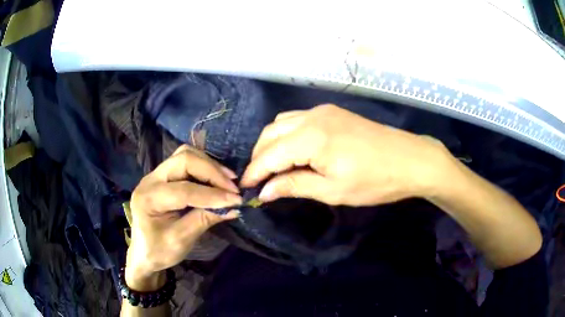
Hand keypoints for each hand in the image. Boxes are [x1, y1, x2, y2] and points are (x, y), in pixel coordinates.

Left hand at [125, 145, 241, 290]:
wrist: (143, 252)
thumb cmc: (159, 251)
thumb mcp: (181, 240)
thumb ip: (205, 219)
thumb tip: (233, 207)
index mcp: (148, 198)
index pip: (184, 189)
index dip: (212, 194)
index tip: (236, 200)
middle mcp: (150, 179)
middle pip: (183, 159)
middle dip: (212, 171)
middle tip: (233, 186)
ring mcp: (156, 175)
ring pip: (185, 155)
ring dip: (209, 165)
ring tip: (228, 180)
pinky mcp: (163, 176)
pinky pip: (185, 161)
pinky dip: (204, 167)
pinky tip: (216, 178)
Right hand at [241, 104, 453, 205]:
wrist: (410, 160)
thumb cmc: (374, 181)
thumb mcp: (333, 190)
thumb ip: (294, 185)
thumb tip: (264, 192)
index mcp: (310, 138)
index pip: (270, 155)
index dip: (255, 172)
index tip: (245, 187)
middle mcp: (312, 117)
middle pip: (271, 133)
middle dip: (259, 156)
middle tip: (258, 179)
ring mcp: (323, 111)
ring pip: (282, 123)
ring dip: (271, 143)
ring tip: (272, 165)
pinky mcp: (333, 112)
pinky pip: (298, 119)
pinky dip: (287, 134)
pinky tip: (292, 149)